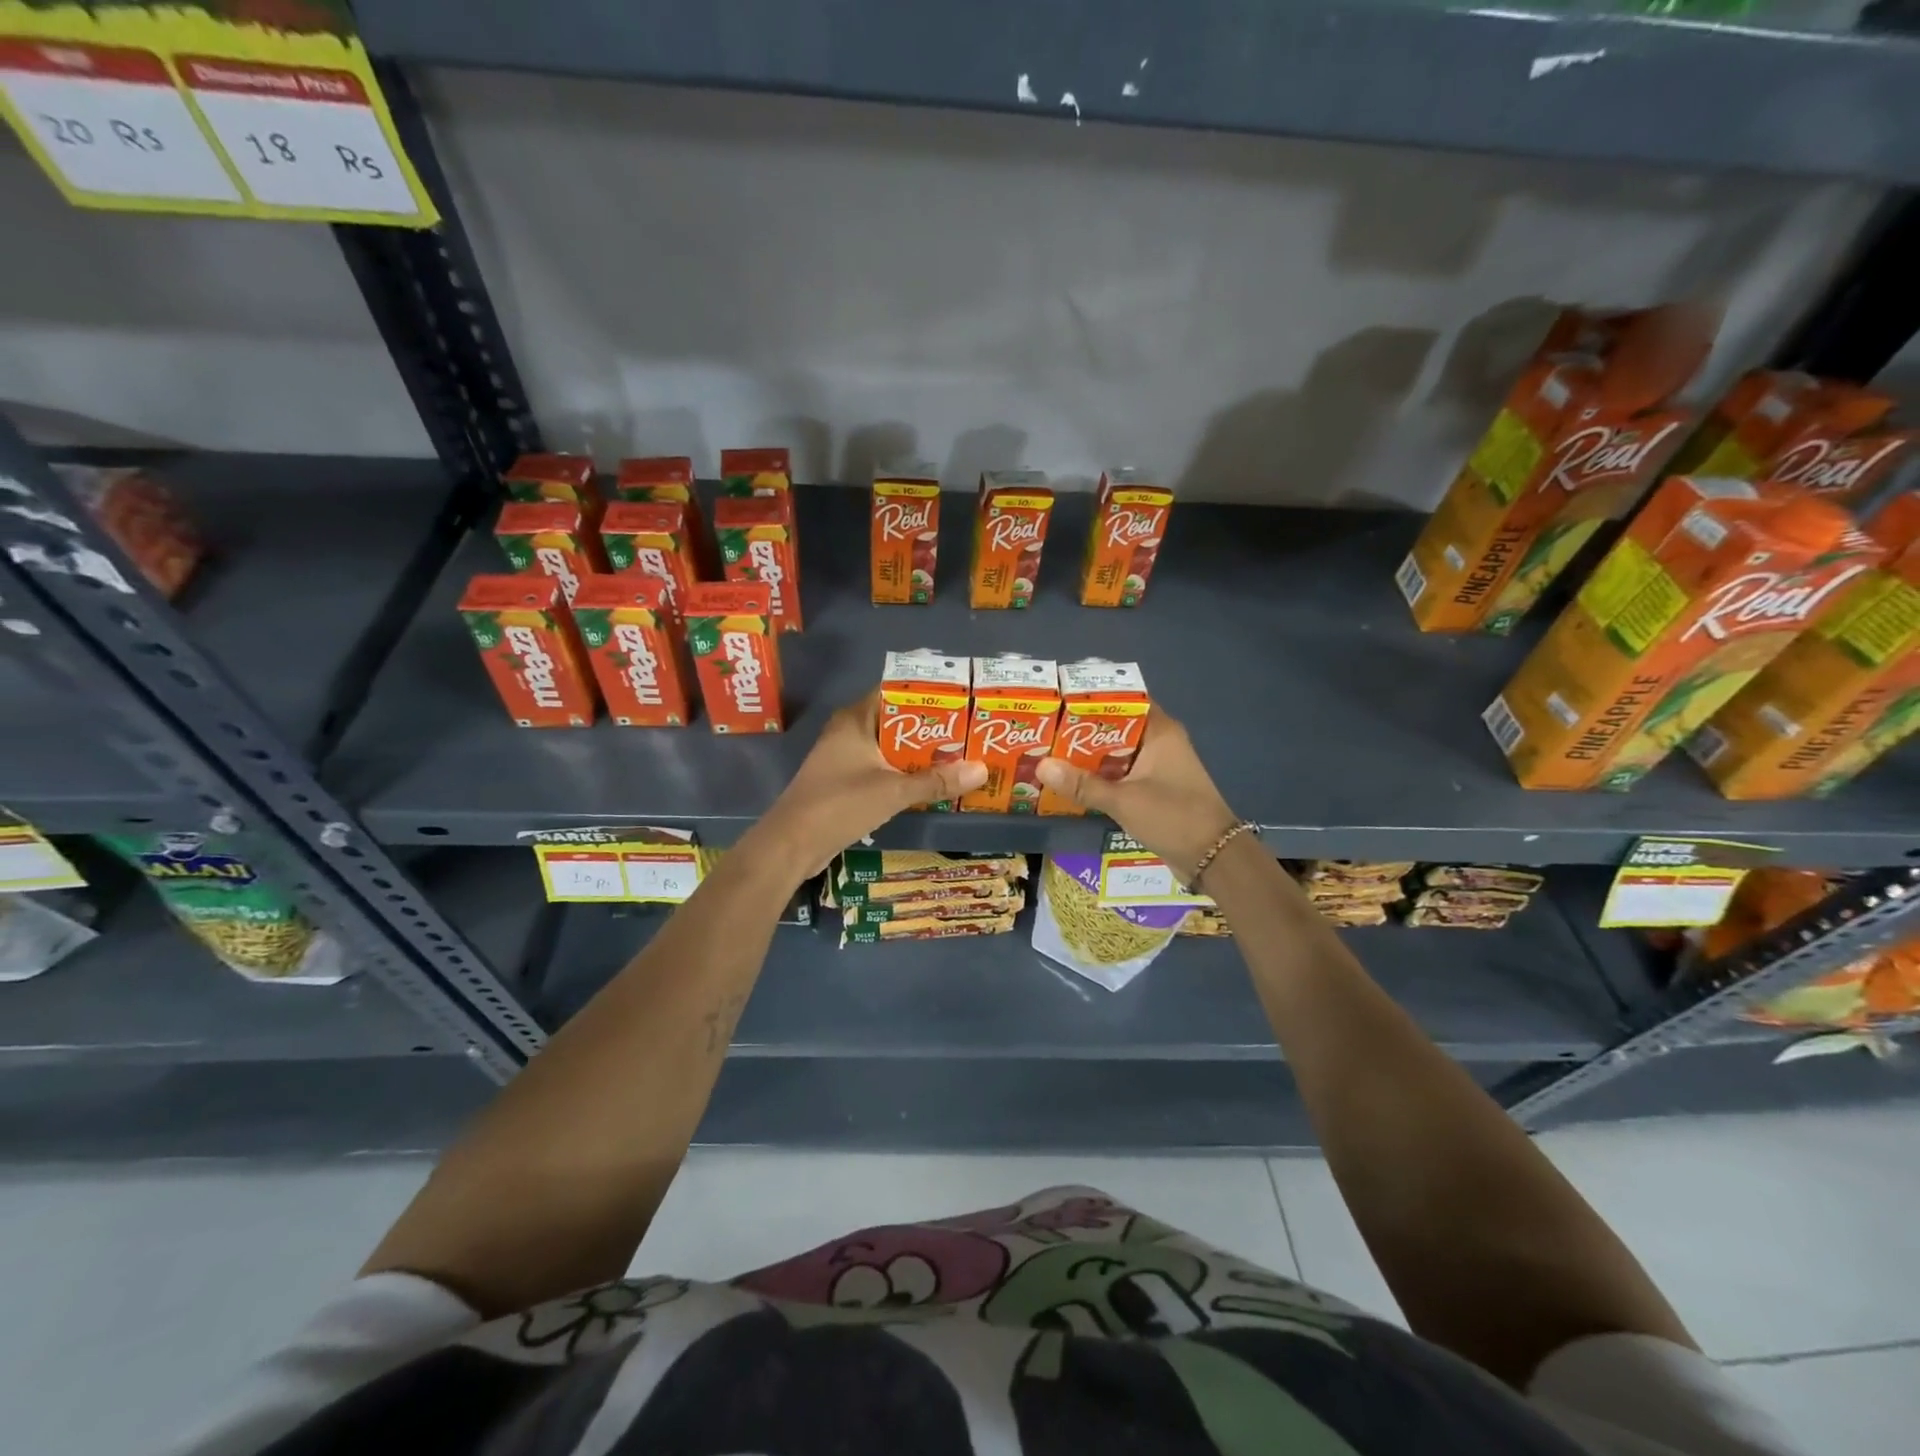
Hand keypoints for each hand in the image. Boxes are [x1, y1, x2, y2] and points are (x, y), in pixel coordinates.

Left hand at [750, 691, 986, 878]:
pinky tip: (931, 784)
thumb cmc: (839, 804)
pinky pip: (882, 769)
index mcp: (855, 719)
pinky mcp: (844, 782)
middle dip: (931, 729)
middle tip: (970, 732)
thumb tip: (982, 769)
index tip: (963, 700)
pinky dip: (904, 774)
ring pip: (890, 748)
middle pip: (897, 722)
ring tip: (959, 757)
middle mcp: (849, 732)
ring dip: (919, 755)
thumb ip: (936, 781)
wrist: (791, 844)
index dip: (928, 695)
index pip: (895, 692)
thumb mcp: (893, 791)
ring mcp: (844, 758)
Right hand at [1035, 705, 1240, 882]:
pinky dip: (1101, 776)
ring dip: (1089, 756)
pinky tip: (1072, 782)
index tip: (1059, 700)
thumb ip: (1082, 784)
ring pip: (1116, 753)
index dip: (1092, 698)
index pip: (1124, 700)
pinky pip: (1122, 774)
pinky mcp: (1155, 789)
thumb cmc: (1173, 816)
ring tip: (1049, 753)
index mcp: (1160, 732)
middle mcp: (1160, 742)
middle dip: (1082, 730)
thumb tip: (1041, 766)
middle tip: (1044, 730)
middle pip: (1115, 727)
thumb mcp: (1123, 800)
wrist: (1214, 857)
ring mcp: (1159, 767)